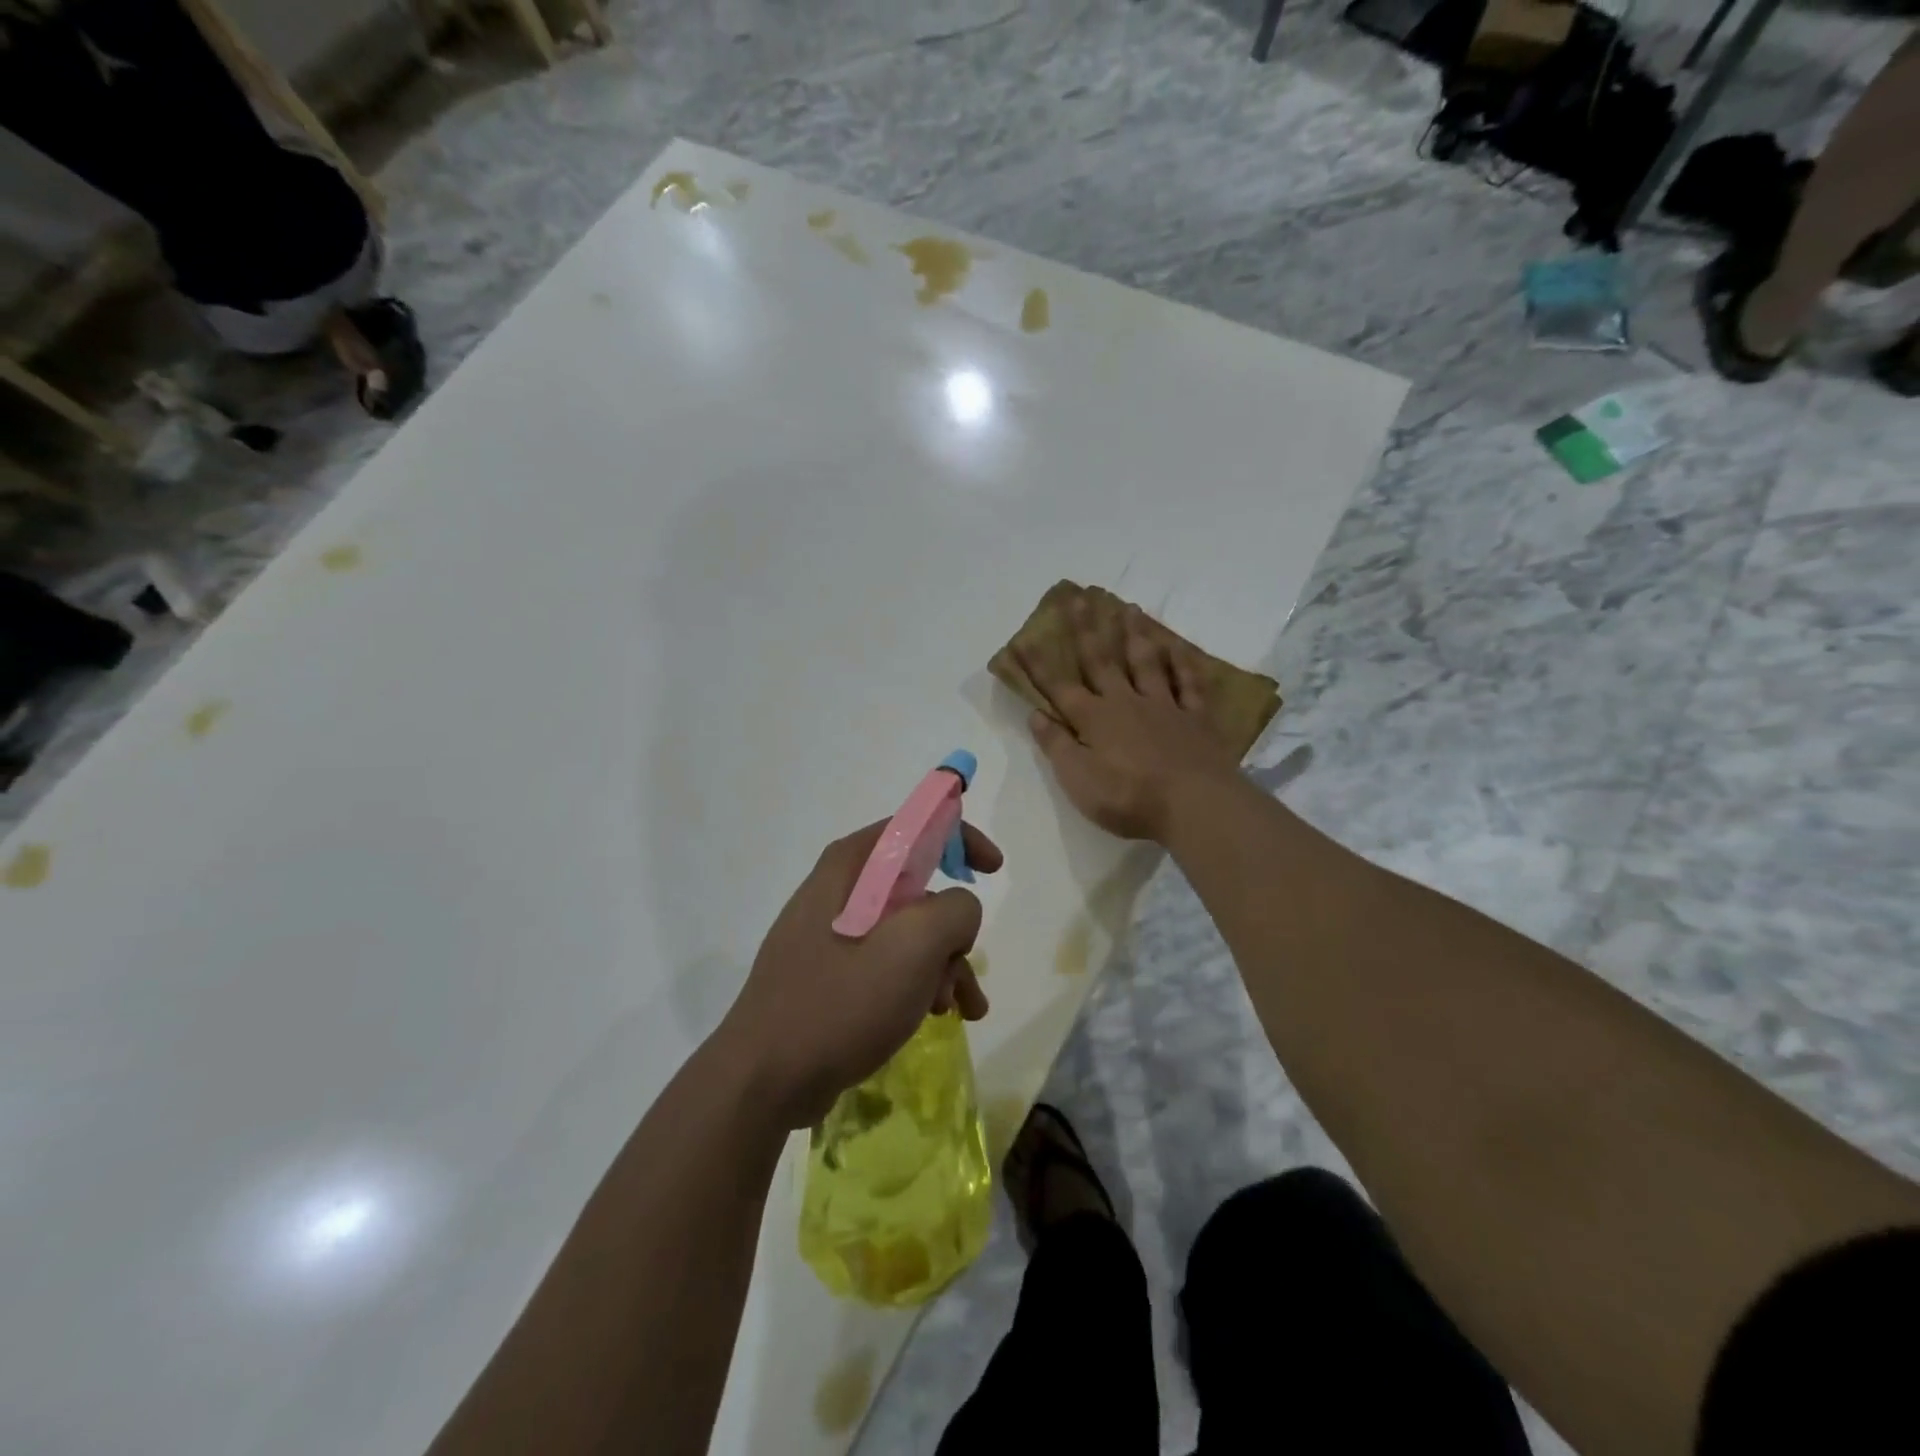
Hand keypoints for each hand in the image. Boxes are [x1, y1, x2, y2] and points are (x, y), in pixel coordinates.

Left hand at [717, 820, 1001, 1128]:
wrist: (764, 1080)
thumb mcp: (913, 947)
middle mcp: (838, 891)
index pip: (913, 825)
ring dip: (941, 965)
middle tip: (962, 969)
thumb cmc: (840, 1002)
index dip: (959, 837)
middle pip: (916, 888)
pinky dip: (916, 984)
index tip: (993, 869)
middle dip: (952, 929)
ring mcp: (829, 935)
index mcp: (850, 867)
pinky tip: (933, 1019)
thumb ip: (954, 911)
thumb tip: (957, 912)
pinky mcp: (827, 974)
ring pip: (906, 932)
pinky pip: (885, 964)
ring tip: (957, 1010)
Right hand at [1017, 593, 1241, 841]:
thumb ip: (1056, 745)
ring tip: (1129, 608)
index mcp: (1094, 719)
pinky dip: (1182, 663)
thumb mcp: (1078, 779)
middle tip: (1078, 597)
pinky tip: (1178, 646)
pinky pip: (1189, 683)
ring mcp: (1164, 706)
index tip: (1021, 639)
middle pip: (1101, 661)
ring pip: (1146, 663)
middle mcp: (1126, 702)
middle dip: (1086, 630)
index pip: (1058, 687)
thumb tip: (1035, 715)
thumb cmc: (1128, 797)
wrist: (1194, 804)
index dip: (1037, 665)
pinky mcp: (1195, 717)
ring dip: (1135, 635)